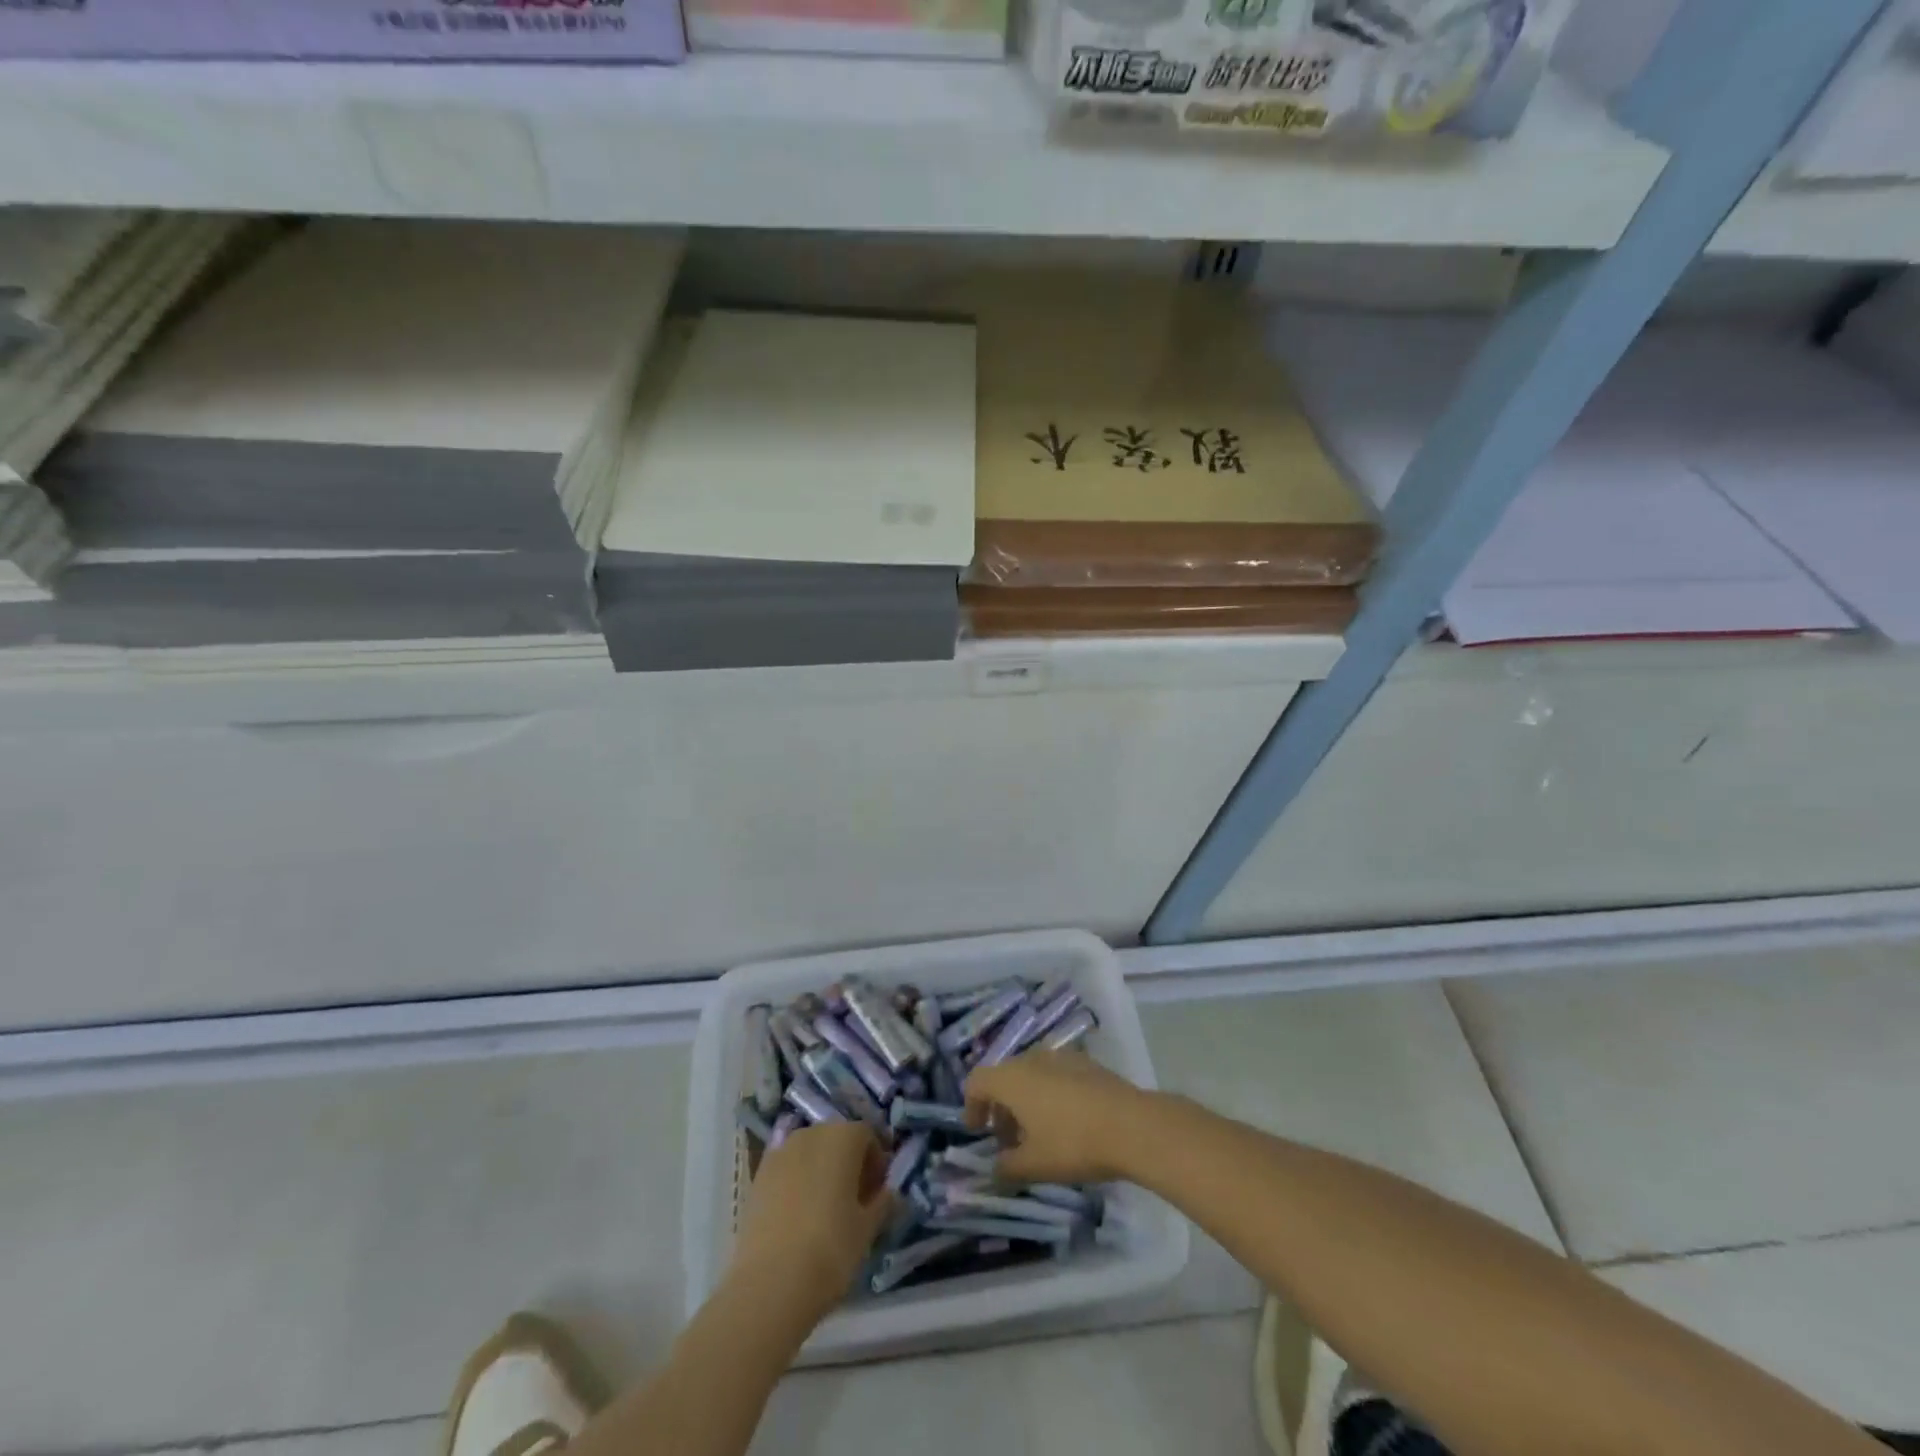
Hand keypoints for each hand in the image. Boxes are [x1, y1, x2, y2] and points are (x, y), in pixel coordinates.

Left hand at [730, 1123, 893, 1321]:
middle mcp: (811, 1133)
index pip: (867, 1136)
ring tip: (825, 1209)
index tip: (877, 1192)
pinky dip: (797, 1182)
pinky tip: (799, 1216)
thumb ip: (882, 1203)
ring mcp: (780, 1152)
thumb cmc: (830, 1248)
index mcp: (843, 1137)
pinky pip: (787, 1169)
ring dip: (821, 1170)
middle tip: (855, 1200)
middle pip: (837, 1139)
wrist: (770, 1283)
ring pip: (810, 1153)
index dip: (876, 1162)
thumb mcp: (867, 1229)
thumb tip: (888, 1193)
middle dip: (848, 1162)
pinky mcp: (758, 1176)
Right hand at [964, 1051, 1152, 1183]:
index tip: (978, 1132)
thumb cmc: (1073, 1143)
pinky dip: (1049, 1094)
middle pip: (1004, 1077)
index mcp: (1012, 1078)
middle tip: (1007, 1141)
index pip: (977, 1081)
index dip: (971, 1106)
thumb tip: (994, 1169)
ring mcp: (1061, 1057)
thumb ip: (1006, 1167)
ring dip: (1025, 1101)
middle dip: (1000, 1108)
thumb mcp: (1034, 1165)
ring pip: (1031, 1075)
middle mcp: (1032, 1058)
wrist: (1132, 1125)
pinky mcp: (1086, 1063)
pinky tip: (1066, 1123)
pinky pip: (1055, 1074)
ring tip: (1037, 1135)